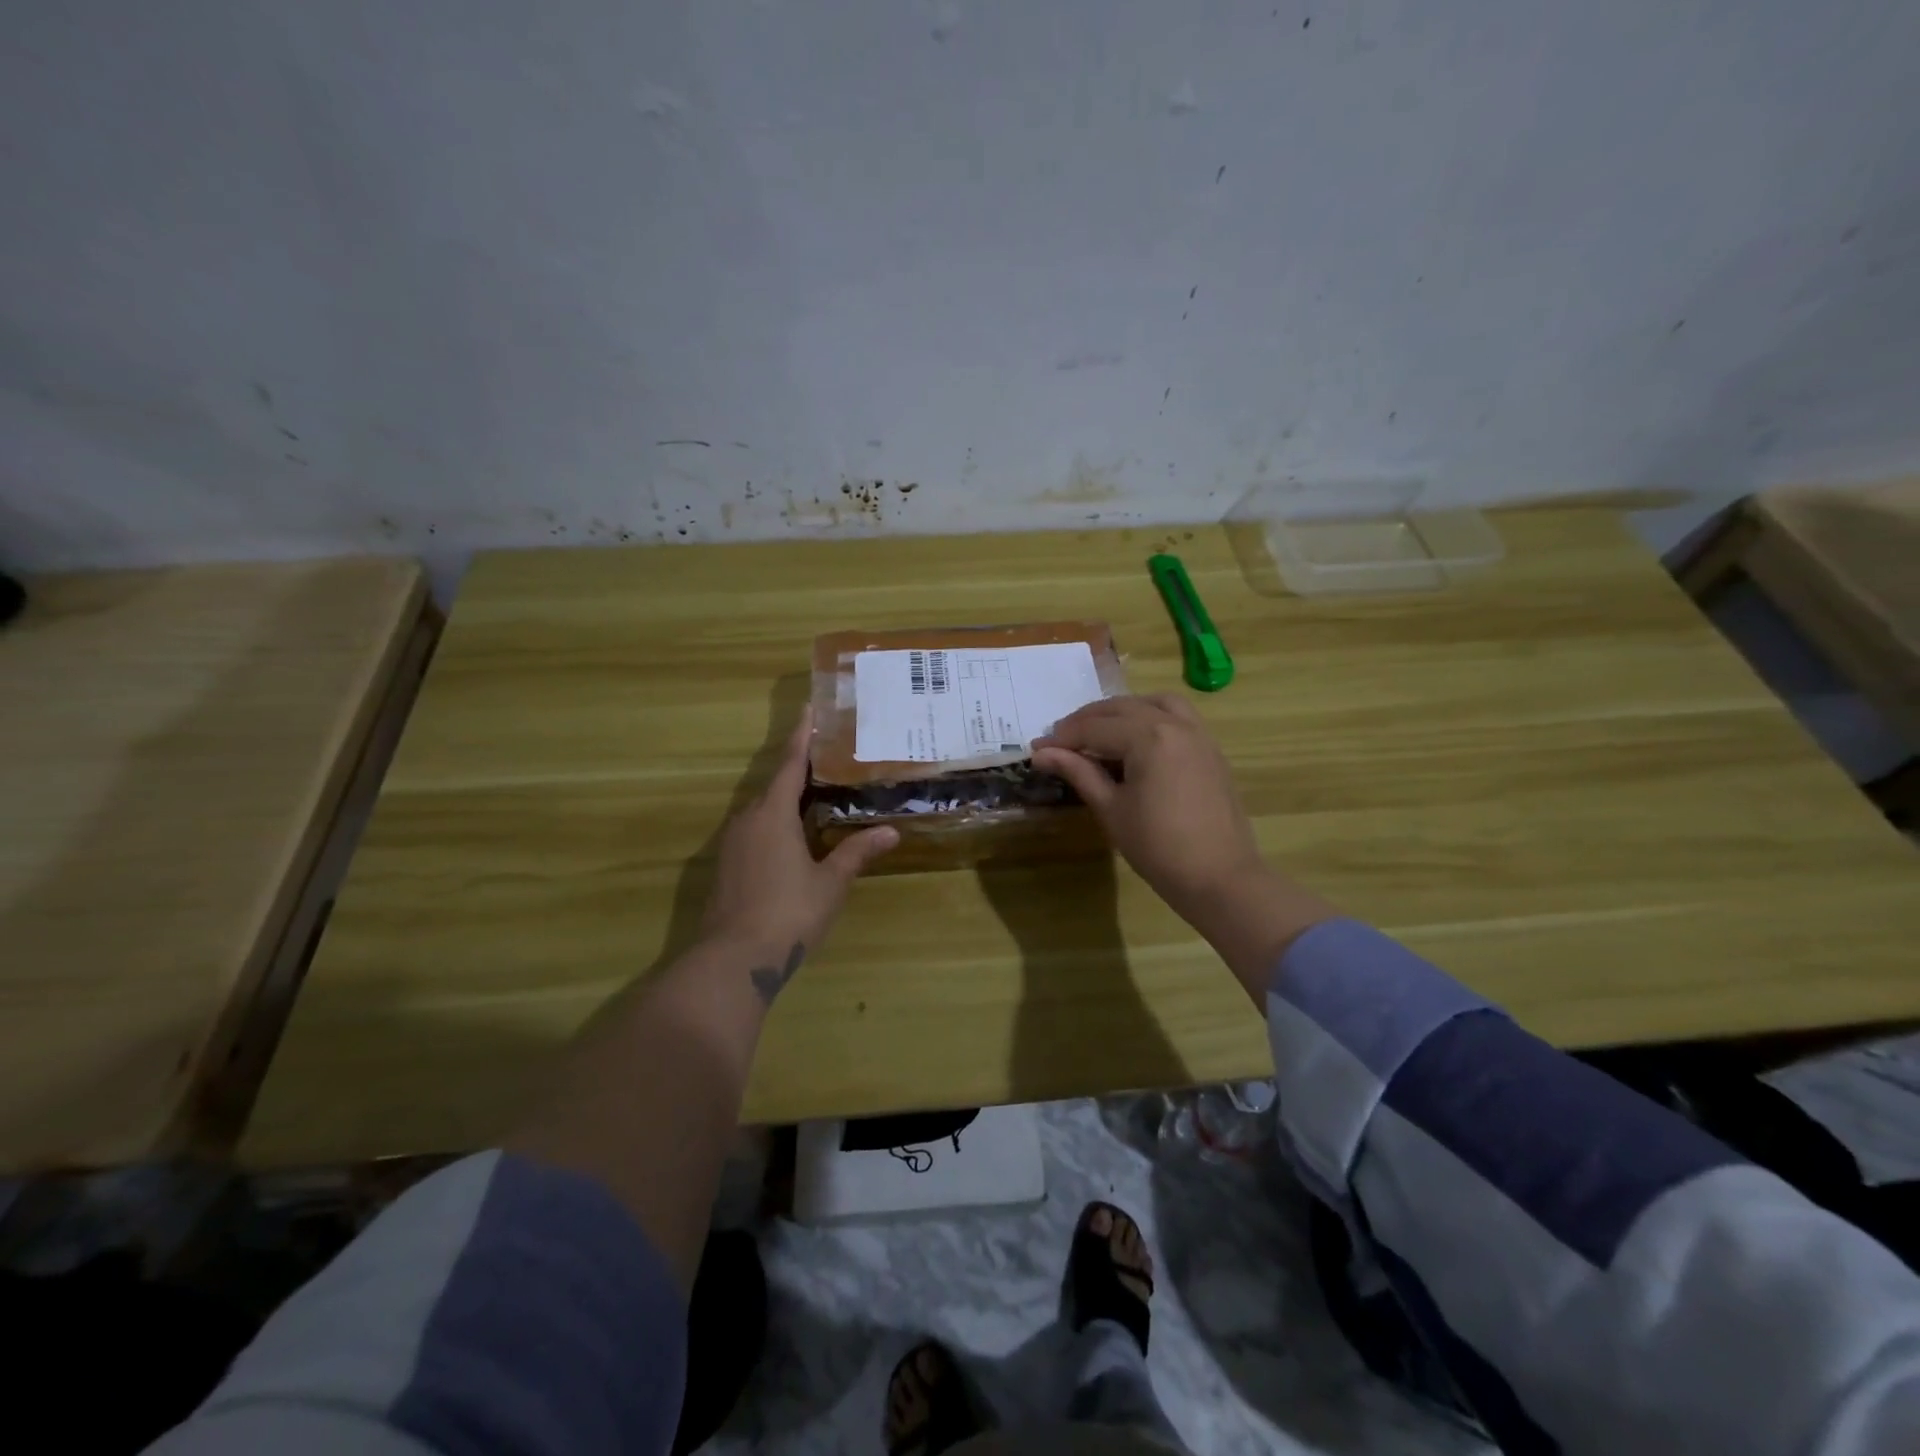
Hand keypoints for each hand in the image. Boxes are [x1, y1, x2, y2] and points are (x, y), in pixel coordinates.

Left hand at [699, 706, 897, 1002]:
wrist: (732, 960)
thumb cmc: (788, 912)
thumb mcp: (830, 883)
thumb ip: (857, 853)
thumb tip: (891, 832)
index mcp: (772, 814)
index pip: (791, 765)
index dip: (802, 736)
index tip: (809, 709)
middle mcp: (747, 820)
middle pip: (775, 785)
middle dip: (800, 770)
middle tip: (829, 759)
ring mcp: (731, 844)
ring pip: (763, 810)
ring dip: (787, 800)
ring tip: (817, 797)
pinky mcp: (725, 867)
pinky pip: (754, 832)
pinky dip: (775, 825)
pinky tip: (794, 839)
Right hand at [1033, 694, 1264, 926]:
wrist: (1220, 878)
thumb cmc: (1158, 848)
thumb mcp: (1111, 809)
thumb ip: (1078, 772)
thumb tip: (1041, 753)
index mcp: (1148, 737)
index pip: (1095, 727)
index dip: (1063, 738)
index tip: (1037, 750)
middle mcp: (1175, 724)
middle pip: (1121, 708)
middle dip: (1087, 721)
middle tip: (1060, 742)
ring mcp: (1198, 734)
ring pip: (1153, 703)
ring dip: (1121, 711)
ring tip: (1099, 733)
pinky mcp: (1210, 749)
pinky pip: (1177, 716)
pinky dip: (1150, 717)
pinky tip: (1135, 742)